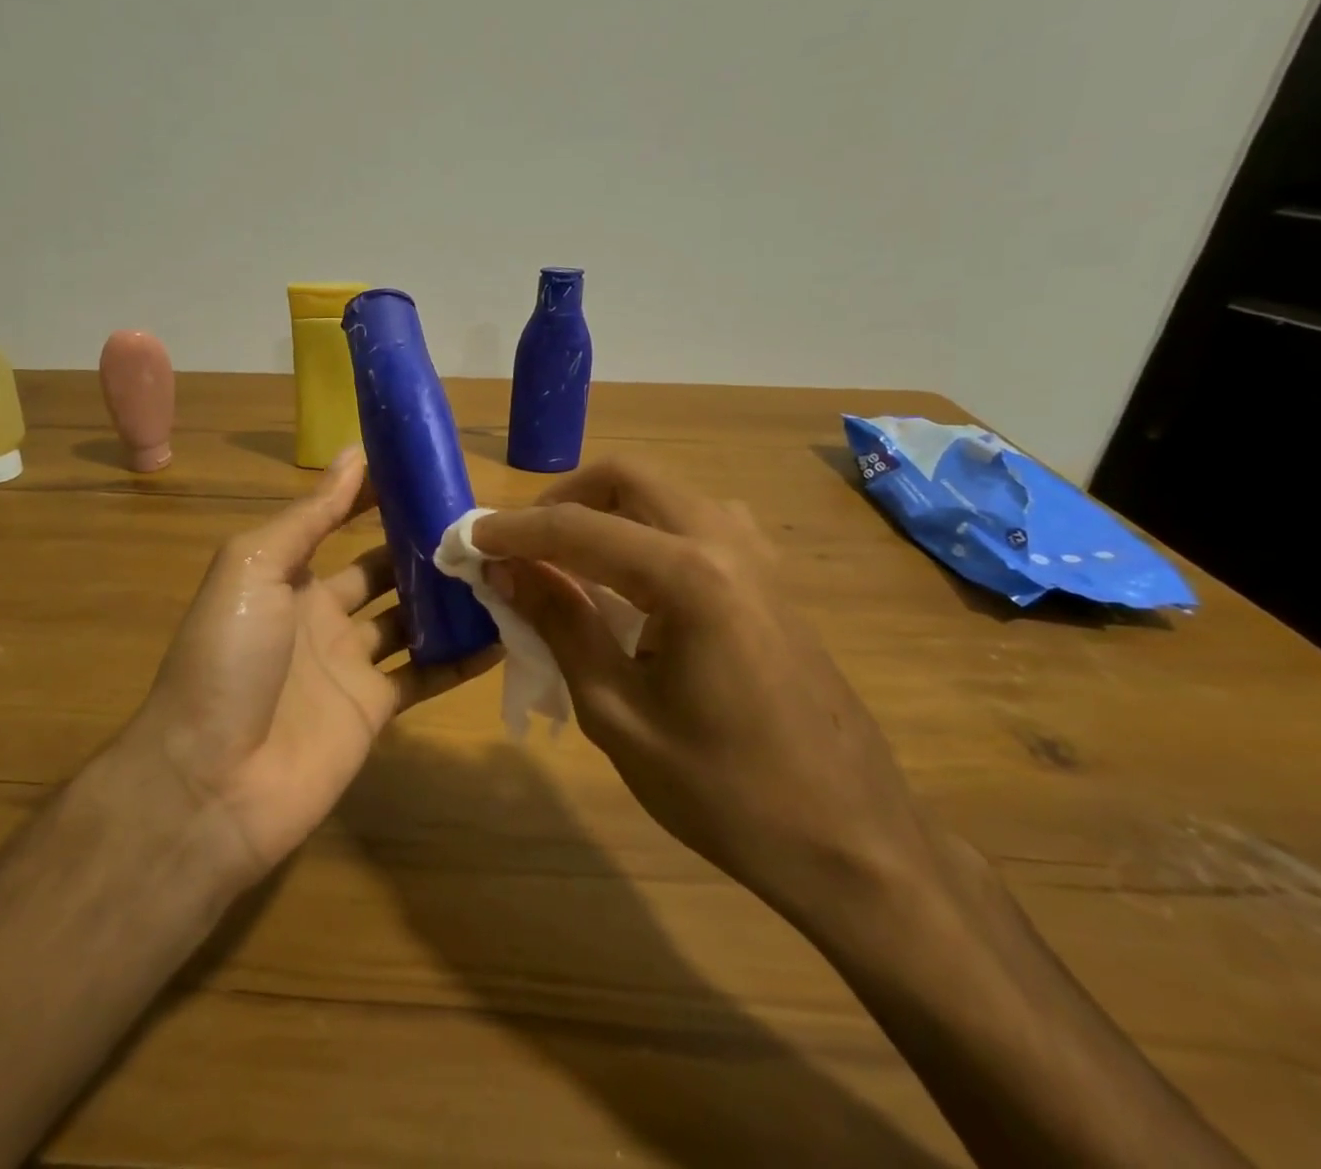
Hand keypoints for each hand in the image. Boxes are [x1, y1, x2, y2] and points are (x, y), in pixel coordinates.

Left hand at [120, 447, 497, 888]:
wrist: (211, 782)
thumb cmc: (228, 658)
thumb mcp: (255, 568)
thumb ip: (309, 516)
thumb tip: (354, 454)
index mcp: (288, 575)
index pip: (340, 521)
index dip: (378, 497)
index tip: (428, 472)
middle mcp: (321, 615)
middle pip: (384, 570)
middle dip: (424, 546)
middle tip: (480, 524)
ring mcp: (349, 665)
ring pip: (412, 620)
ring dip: (449, 598)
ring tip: (503, 568)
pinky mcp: (373, 710)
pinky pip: (426, 675)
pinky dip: (462, 658)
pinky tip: (504, 635)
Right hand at [472, 457, 934, 932]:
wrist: (853, 842)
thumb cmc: (724, 791)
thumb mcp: (617, 713)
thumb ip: (559, 623)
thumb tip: (505, 570)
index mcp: (688, 575)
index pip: (577, 527)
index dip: (513, 531)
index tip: (468, 541)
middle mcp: (726, 541)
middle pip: (626, 478)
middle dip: (562, 499)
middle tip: (520, 544)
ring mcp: (757, 555)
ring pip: (662, 494)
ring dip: (605, 510)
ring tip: (565, 561)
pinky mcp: (770, 577)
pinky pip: (693, 523)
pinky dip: (644, 530)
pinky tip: (628, 583)